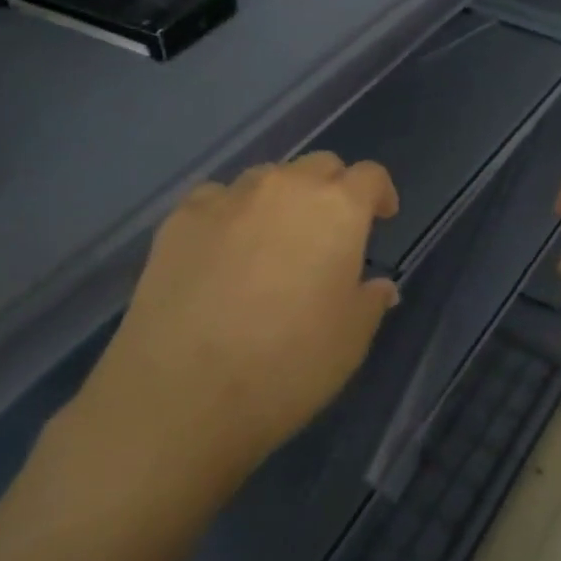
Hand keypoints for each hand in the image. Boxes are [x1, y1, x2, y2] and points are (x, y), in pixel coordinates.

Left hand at [63, 154, 400, 497]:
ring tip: (272, 240)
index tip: (381, 219)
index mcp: (338, 209)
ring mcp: (228, 199)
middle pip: (319, 166)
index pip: (370, 176)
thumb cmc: (287, 365)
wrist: (181, 394)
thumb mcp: (351, 340)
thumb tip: (377, 286)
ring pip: (266, 178)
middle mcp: (285, 188)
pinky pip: (216, 198)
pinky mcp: (180, 219)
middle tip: (329, 232)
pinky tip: (222, 249)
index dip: (380, 194)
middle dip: (332, 190)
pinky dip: (230, 213)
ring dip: (281, 199)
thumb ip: (370, 301)